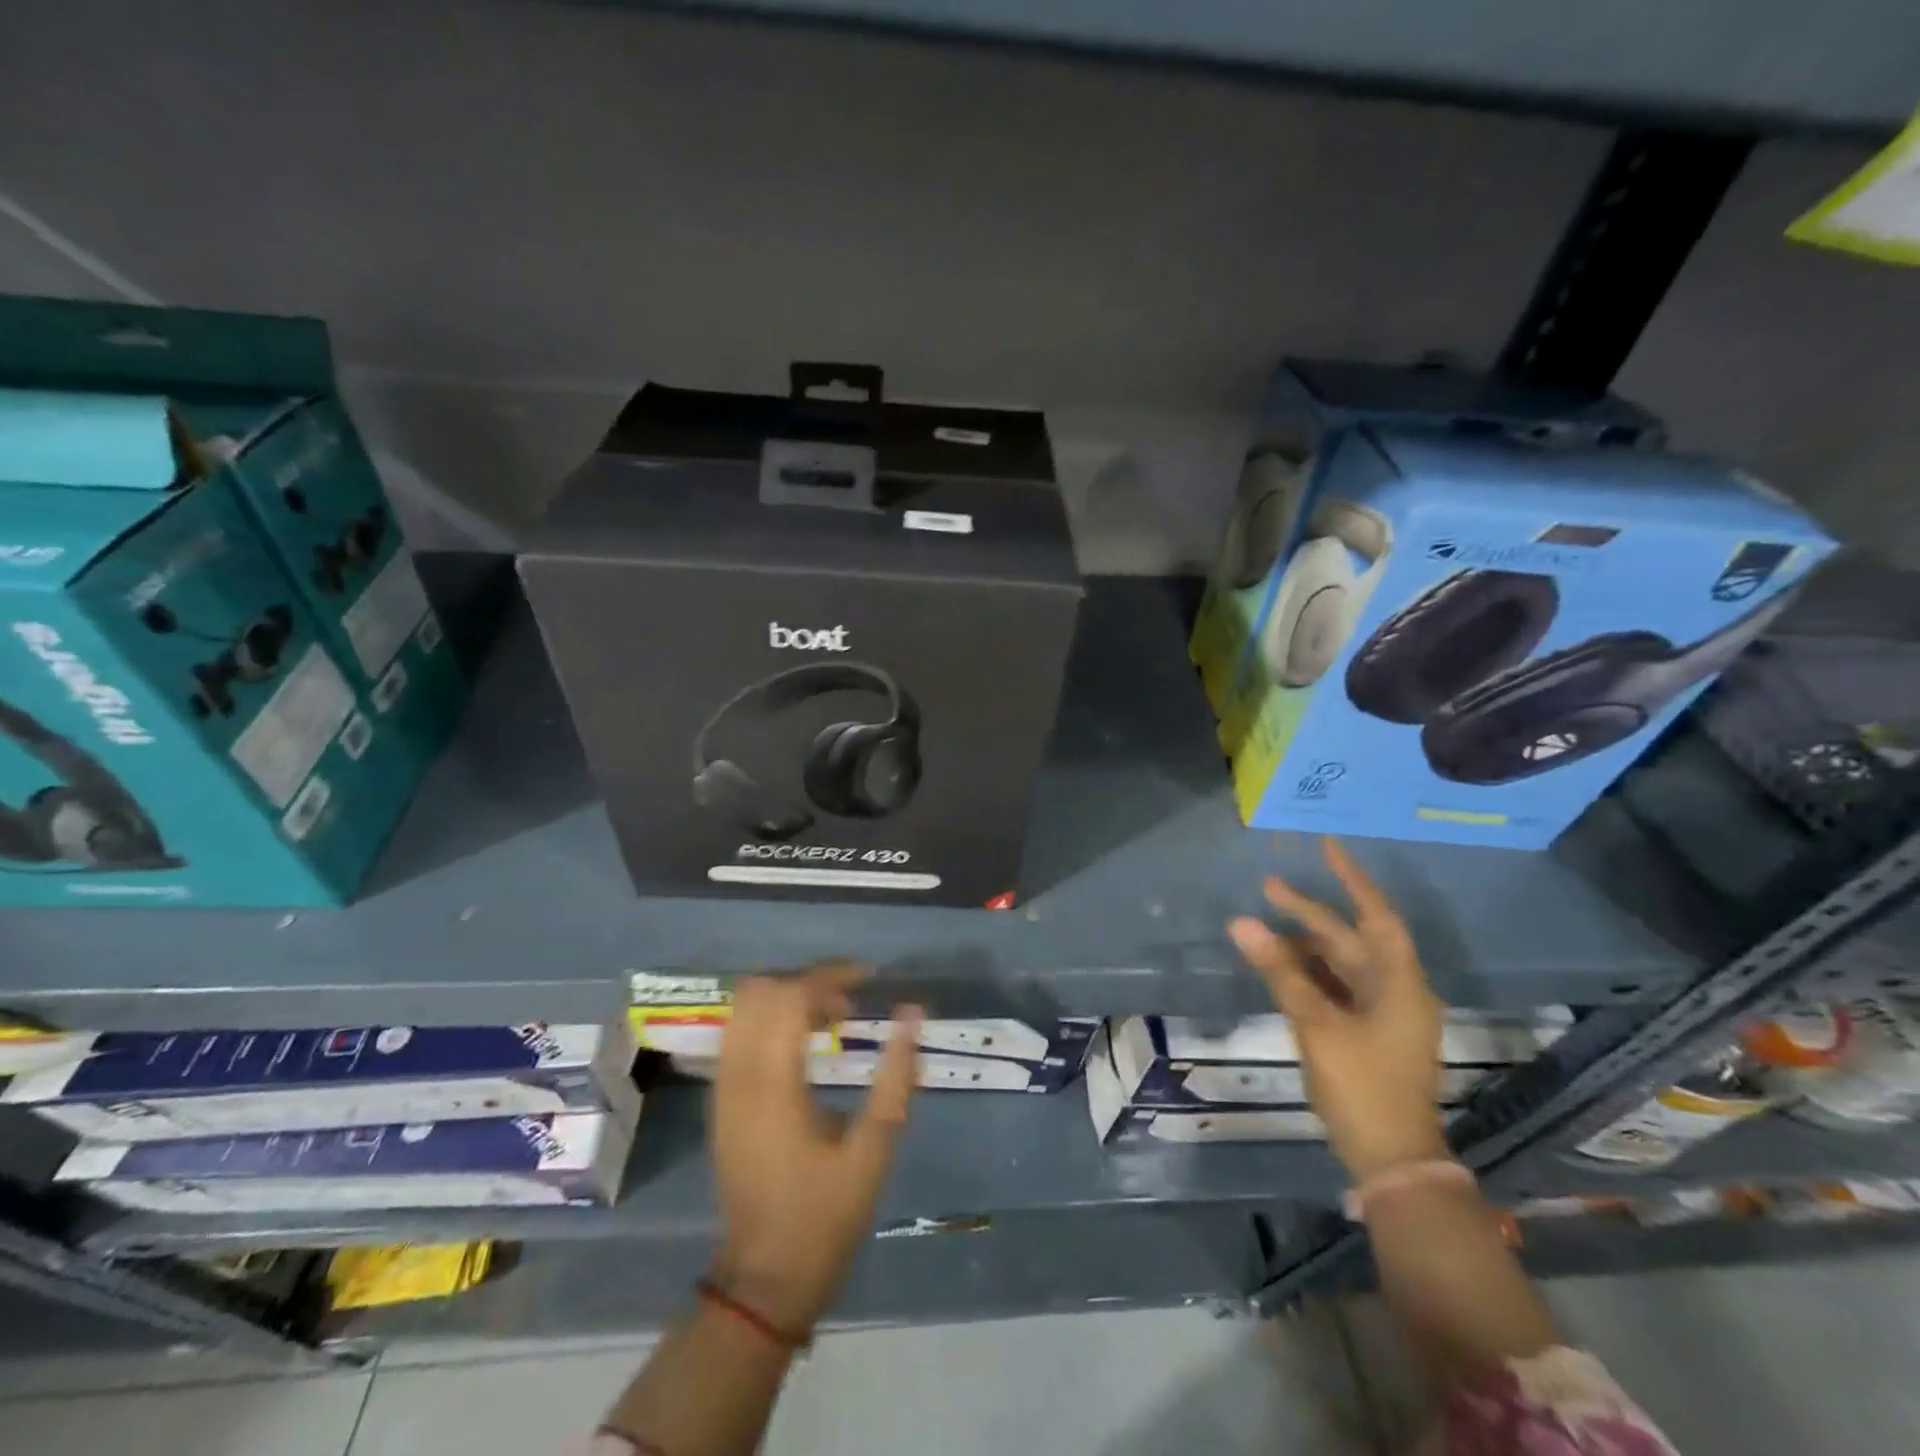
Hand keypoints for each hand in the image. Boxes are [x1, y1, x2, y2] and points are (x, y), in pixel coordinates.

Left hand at [710, 964, 921, 1334]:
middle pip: (760, 991)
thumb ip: (895, 1077)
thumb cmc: (824, 1217)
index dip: (830, 976)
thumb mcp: (873, 1150)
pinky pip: (738, 1035)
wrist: (763, 1282)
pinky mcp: (721, 1102)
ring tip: (830, 1019)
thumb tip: (913, 1014)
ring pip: (743, 1009)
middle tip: (848, 1002)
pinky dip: (770, 1021)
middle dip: (806, 982)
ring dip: (786, 999)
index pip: (791, 996)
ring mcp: (723, 1088)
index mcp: (773, 1085)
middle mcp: (738, 1076)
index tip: (868, 979)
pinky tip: (804, 1045)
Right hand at [1228, 837, 1449, 1182]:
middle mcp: (1395, 990)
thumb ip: (1280, 972)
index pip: (1376, 915)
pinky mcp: (1367, 1033)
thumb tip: (1241, 923)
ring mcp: (1382, 1014)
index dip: (1352, 879)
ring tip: (1262, 929)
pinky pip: (1335, 988)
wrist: (1391, 1159)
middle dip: (1310, 913)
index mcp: (1399, 983)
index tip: (1326, 847)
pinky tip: (1278, 966)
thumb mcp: (1316, 1025)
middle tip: (1268, 888)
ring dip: (1304, 946)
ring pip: (1340, 964)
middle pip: (1350, 939)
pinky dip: (1307, 974)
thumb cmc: (1363, 1086)